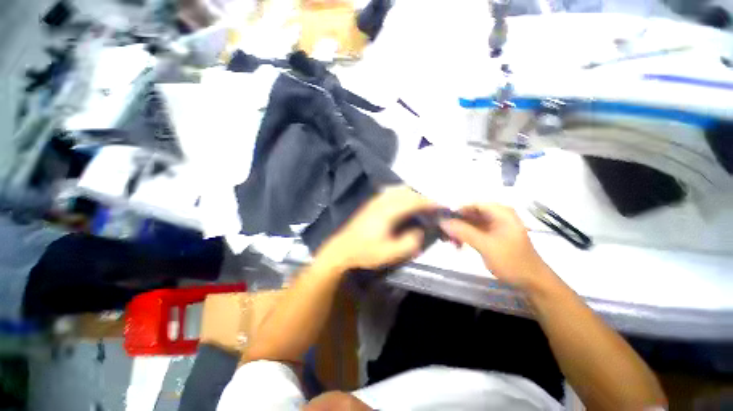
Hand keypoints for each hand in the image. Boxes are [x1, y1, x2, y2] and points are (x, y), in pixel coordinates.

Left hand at [316, 186, 437, 270]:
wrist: (342, 249)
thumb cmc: (365, 252)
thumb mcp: (390, 253)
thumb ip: (410, 242)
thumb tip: (420, 230)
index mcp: (388, 212)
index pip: (413, 201)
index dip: (429, 203)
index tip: (441, 207)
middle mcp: (382, 201)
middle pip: (407, 192)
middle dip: (422, 197)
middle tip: (432, 208)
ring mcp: (375, 201)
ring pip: (398, 190)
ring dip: (412, 195)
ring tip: (420, 206)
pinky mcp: (371, 203)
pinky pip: (391, 193)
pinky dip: (402, 195)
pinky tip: (403, 205)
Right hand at [440, 203, 549, 289]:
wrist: (532, 282)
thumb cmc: (512, 261)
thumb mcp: (486, 245)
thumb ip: (463, 231)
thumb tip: (442, 221)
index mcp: (501, 212)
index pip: (472, 204)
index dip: (456, 210)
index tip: (442, 220)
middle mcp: (497, 215)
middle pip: (470, 213)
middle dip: (456, 222)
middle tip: (443, 233)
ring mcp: (494, 226)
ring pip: (470, 222)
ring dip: (458, 230)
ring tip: (448, 241)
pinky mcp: (491, 235)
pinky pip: (473, 231)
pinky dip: (464, 236)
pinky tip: (457, 244)